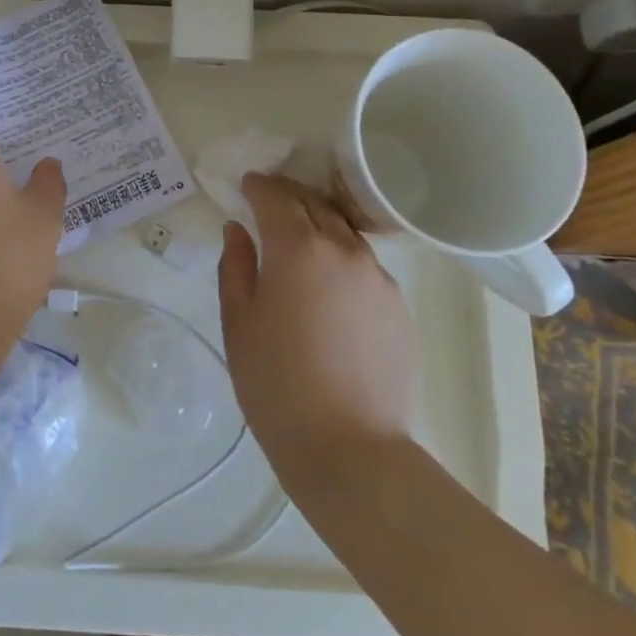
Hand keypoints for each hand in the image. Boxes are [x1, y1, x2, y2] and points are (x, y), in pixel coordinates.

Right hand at [217, 173, 417, 487]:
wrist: (350, 450)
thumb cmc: (277, 386)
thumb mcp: (239, 323)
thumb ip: (236, 267)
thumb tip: (238, 231)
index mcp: (298, 249)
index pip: (276, 196)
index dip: (258, 185)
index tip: (246, 185)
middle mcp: (343, 250)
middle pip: (315, 203)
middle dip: (288, 195)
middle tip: (268, 200)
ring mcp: (378, 277)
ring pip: (344, 232)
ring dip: (318, 224)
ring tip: (299, 240)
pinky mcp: (399, 306)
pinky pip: (365, 266)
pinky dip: (342, 259)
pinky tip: (329, 288)